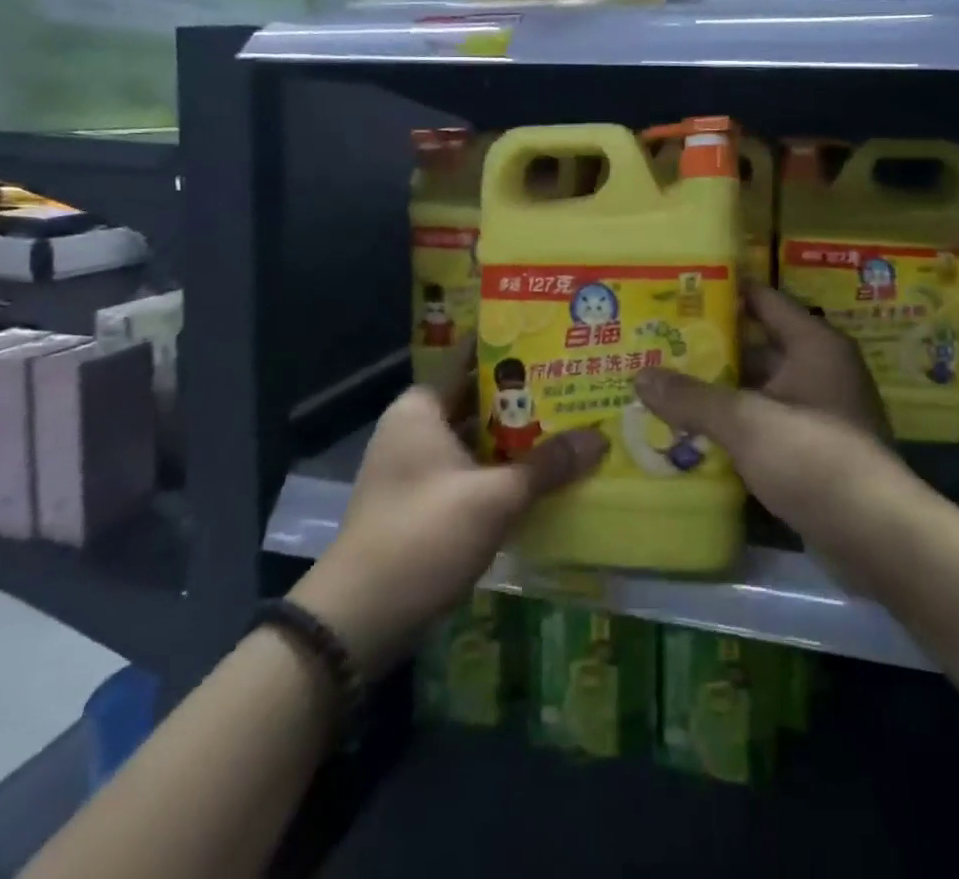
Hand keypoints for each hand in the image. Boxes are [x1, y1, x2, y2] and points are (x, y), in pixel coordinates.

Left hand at [290, 344, 605, 677]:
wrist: (359, 621)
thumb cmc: (423, 535)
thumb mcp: (494, 498)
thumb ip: (547, 465)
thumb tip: (600, 439)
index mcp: (421, 408)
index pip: (472, 357)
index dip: (514, 347)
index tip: (557, 337)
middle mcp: (416, 427)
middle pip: (480, 398)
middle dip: (528, 396)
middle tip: (578, 382)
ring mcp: (418, 466)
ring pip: (479, 437)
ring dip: (519, 436)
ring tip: (573, 422)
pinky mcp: (425, 502)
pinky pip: (473, 469)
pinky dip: (504, 469)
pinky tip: (546, 472)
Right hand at [634, 285, 905, 566]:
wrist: (876, 536)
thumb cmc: (813, 457)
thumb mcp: (745, 421)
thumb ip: (692, 397)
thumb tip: (640, 375)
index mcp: (814, 344)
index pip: (763, 300)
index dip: (723, 293)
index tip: (678, 292)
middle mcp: (820, 369)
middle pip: (757, 346)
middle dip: (710, 348)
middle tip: (658, 344)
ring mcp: (818, 411)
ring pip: (758, 389)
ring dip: (719, 391)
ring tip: (665, 387)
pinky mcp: (813, 451)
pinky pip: (765, 424)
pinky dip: (735, 425)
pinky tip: (693, 432)